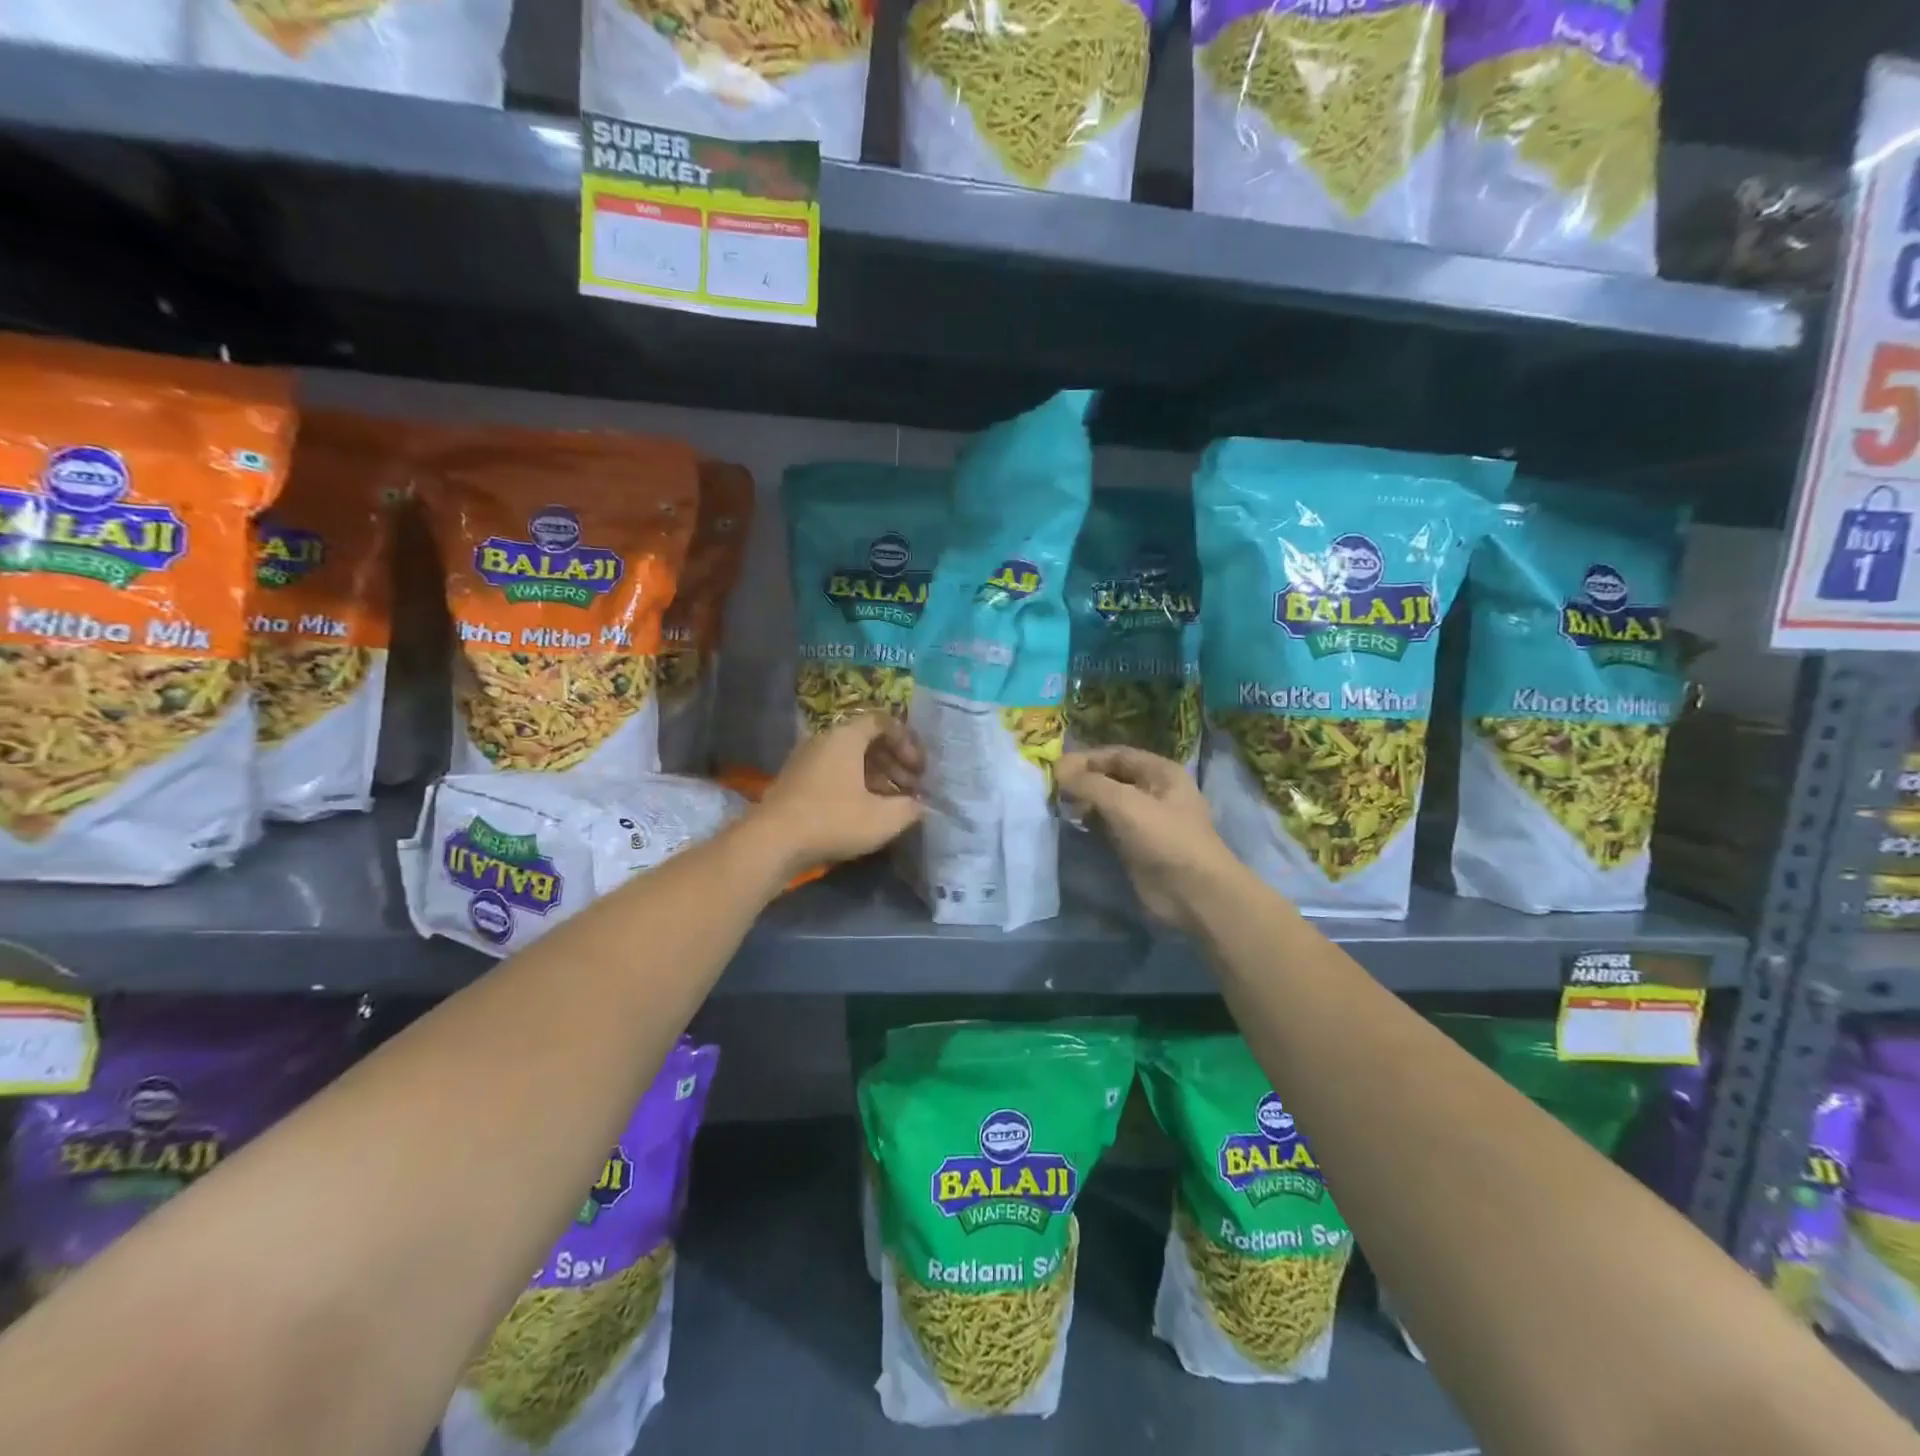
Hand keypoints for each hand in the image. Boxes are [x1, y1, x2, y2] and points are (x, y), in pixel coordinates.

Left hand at [753, 715, 924, 874]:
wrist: (772, 842)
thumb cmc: (833, 820)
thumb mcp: (883, 818)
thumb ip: (910, 808)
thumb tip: (921, 805)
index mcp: (846, 736)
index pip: (883, 722)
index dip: (907, 743)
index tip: (919, 770)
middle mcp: (825, 739)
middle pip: (868, 740)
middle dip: (895, 762)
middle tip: (912, 788)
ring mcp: (807, 759)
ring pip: (851, 759)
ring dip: (877, 776)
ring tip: (894, 803)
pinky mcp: (797, 781)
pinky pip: (834, 773)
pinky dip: (856, 785)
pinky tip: (867, 812)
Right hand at [1057, 747, 1240, 930]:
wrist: (1194, 894)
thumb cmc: (1165, 839)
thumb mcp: (1125, 803)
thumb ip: (1089, 784)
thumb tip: (1058, 769)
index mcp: (1160, 772)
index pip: (1116, 755)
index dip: (1086, 758)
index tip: (1055, 768)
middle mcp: (1153, 791)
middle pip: (1111, 777)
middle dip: (1083, 780)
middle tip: (1052, 788)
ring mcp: (1145, 820)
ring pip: (1108, 803)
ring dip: (1084, 802)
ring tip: (1058, 806)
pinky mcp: (1136, 846)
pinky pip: (1108, 826)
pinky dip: (1090, 823)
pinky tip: (1073, 824)